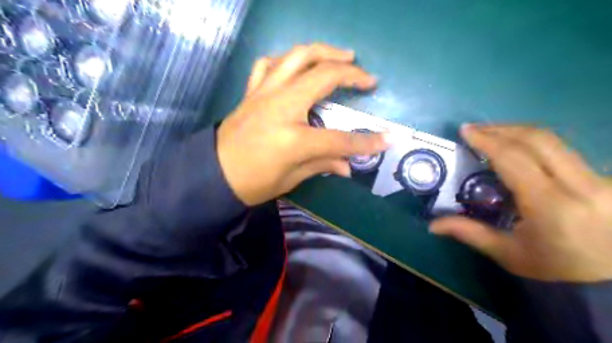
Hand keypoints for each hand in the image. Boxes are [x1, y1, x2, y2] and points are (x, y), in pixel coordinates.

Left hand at [216, 44, 385, 206]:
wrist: (213, 174)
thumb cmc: (253, 183)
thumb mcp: (291, 179)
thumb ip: (323, 165)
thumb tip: (348, 165)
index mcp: (294, 138)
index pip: (340, 139)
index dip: (367, 142)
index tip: (388, 138)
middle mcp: (281, 106)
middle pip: (323, 77)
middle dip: (352, 74)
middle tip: (368, 79)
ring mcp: (264, 93)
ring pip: (297, 56)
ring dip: (324, 51)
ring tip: (343, 56)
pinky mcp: (253, 91)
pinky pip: (270, 64)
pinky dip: (287, 59)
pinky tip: (297, 66)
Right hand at [429, 125, 611, 281]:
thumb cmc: (553, 272)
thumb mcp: (506, 252)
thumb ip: (467, 232)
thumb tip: (431, 226)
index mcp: (551, 205)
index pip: (514, 158)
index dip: (487, 140)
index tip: (466, 130)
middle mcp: (582, 186)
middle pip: (539, 140)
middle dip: (503, 129)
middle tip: (476, 129)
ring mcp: (601, 181)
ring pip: (556, 142)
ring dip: (519, 134)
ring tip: (493, 135)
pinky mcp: (606, 181)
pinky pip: (565, 152)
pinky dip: (536, 146)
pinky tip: (519, 151)